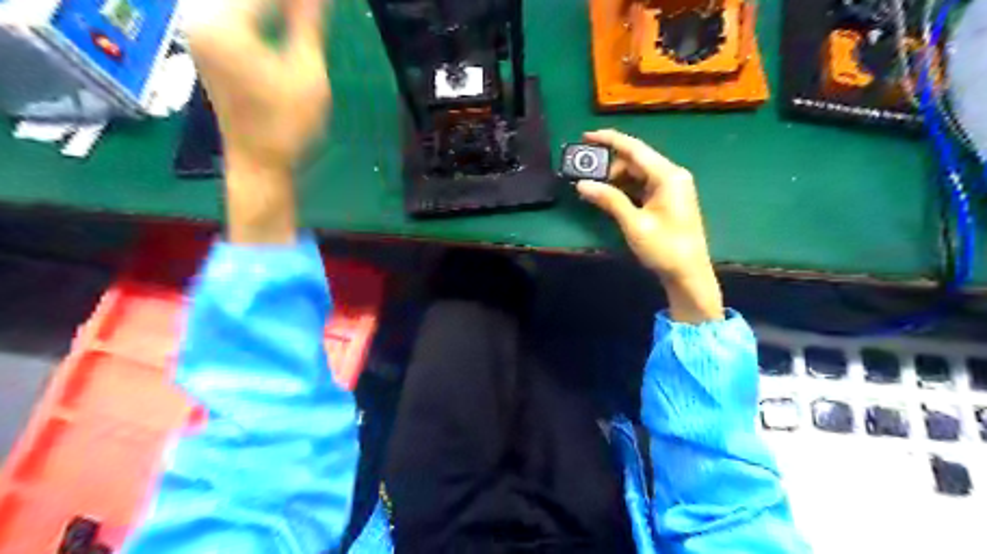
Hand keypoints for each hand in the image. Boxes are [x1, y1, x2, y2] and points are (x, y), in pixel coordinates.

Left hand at [179, 1, 325, 244]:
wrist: (260, 162)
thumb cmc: (287, 123)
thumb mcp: (307, 73)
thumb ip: (308, 24)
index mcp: (224, 25)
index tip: (320, 2)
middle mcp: (201, 21)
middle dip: (283, 3)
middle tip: (312, 6)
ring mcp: (201, 35)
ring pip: (237, 6)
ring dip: (271, 8)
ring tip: (301, 11)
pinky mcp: (208, 49)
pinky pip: (233, 16)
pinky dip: (258, 14)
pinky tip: (280, 16)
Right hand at [581, 127, 722, 325]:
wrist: (688, 274)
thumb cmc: (664, 248)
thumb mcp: (634, 223)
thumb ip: (609, 200)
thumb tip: (582, 184)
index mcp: (668, 175)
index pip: (634, 149)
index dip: (609, 140)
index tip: (586, 136)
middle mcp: (671, 175)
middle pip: (635, 160)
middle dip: (609, 166)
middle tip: (584, 176)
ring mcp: (671, 187)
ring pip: (637, 173)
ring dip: (615, 179)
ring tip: (593, 188)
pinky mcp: (667, 199)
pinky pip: (642, 185)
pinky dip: (624, 189)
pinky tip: (609, 196)